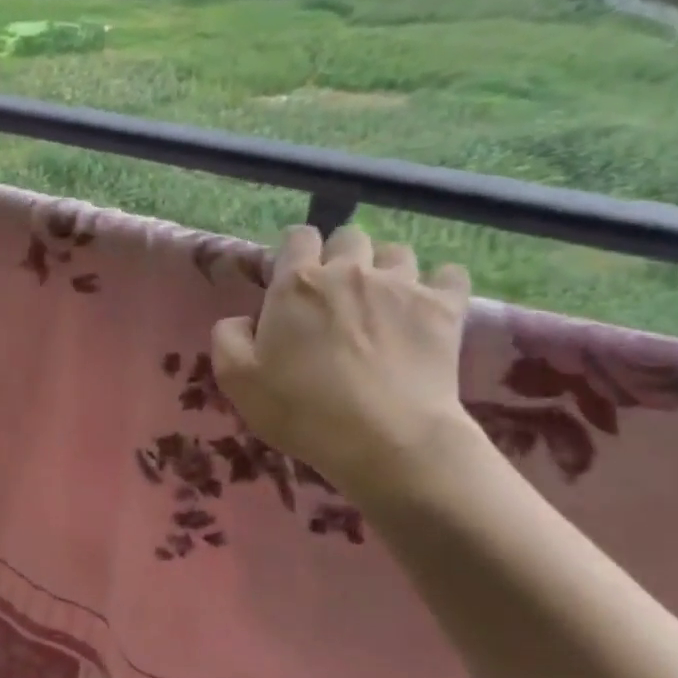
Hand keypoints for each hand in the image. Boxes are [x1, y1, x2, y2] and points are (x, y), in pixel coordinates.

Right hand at [211, 225, 473, 502]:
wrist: (387, 440)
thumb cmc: (302, 409)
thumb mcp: (236, 379)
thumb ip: (228, 336)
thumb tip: (242, 319)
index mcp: (296, 284)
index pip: (298, 238)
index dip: (295, 253)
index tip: (293, 280)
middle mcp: (349, 271)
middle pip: (349, 237)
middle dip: (341, 256)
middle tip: (336, 294)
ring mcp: (402, 285)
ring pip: (396, 252)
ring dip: (386, 269)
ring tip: (382, 301)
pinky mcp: (445, 308)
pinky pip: (450, 273)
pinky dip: (439, 283)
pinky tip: (429, 305)